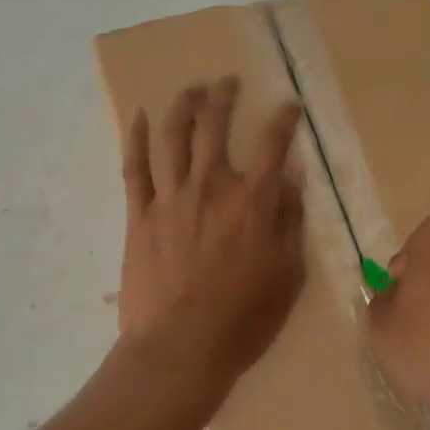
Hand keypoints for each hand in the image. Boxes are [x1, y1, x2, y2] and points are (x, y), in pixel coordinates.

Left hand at [118, 77, 306, 379]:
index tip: (290, 105)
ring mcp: (171, 198)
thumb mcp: (288, 274)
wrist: (181, 347)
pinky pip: (135, 168)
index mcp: (251, 202)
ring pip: (174, 137)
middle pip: (215, 127)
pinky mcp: (140, 215)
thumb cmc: (244, 318)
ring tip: (191, 88)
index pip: (272, 145)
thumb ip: (291, 222)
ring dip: (183, 106)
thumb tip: (294, 178)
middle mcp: (211, 187)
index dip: (284, 119)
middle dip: (224, 97)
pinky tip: (140, 117)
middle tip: (228, 82)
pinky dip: (137, 138)